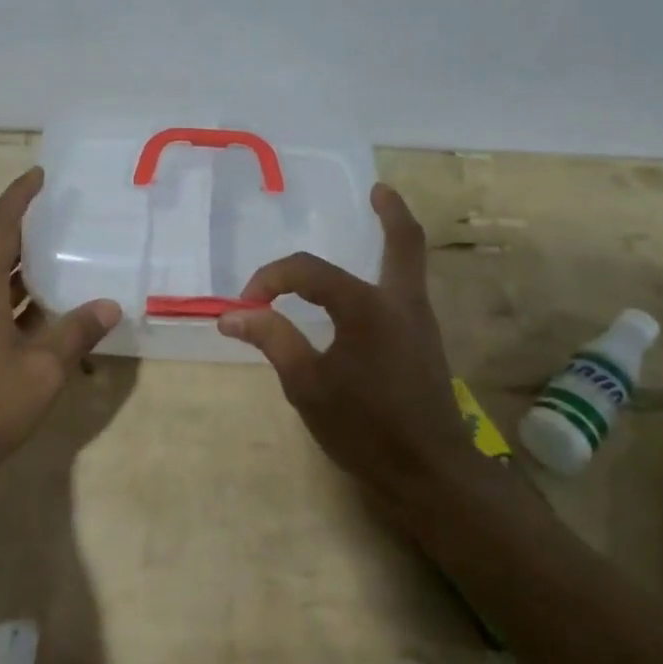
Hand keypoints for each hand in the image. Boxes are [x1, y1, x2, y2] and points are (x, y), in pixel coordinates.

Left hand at [0, 167, 120, 497]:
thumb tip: (109, 305)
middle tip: (59, 223)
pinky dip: (13, 309)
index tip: (38, 175)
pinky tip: (41, 326)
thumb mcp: (43, 370)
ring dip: (22, 278)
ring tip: (59, 270)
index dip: (18, 197)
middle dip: (25, 237)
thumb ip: (77, 333)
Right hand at [217, 183, 475, 509]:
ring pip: (411, 263)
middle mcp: (400, 302)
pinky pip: (407, 289)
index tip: (246, 306)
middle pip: (404, 242)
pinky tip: (369, 287)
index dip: (271, 280)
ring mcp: (419, 321)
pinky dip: (392, 271)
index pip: (308, 272)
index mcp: (366, 307)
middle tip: (379, 190)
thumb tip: (233, 314)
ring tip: (379, 219)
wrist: (429, 473)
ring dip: (395, 238)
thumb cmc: (364, 428)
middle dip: (391, 212)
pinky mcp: (425, 342)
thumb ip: (273, 340)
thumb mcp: (307, 385)